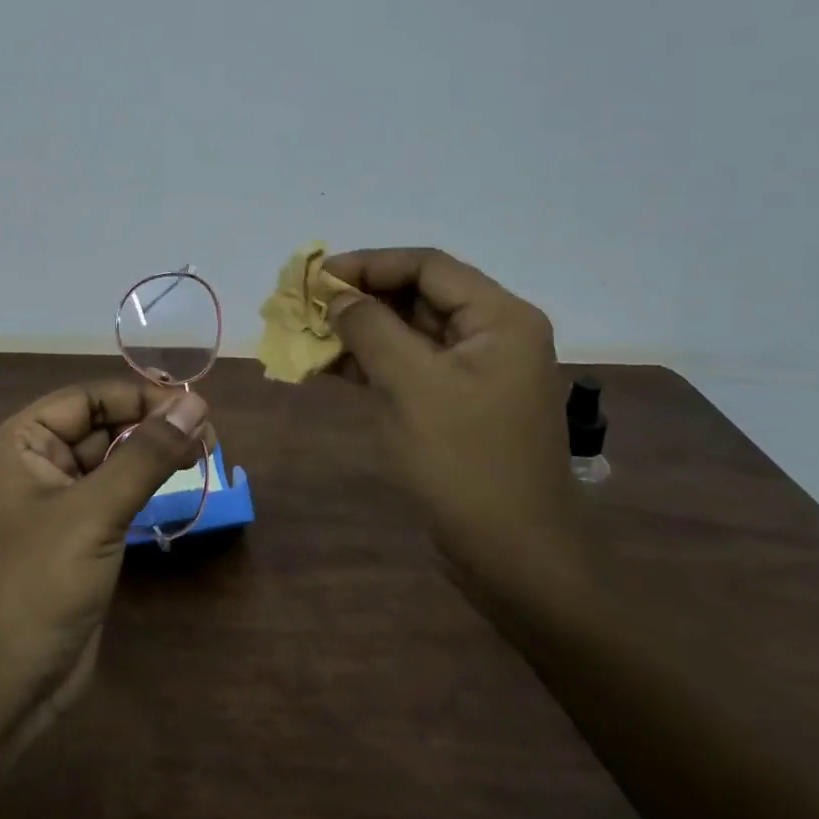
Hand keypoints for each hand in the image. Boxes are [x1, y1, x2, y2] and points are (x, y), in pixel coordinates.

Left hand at [0, 379, 209, 749]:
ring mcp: (55, 504)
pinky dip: (145, 485)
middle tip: (208, 435)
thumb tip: (196, 403)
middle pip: (100, 426)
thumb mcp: (93, 512)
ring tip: (204, 452)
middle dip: (150, 425)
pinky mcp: (76, 538)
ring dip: (152, 453)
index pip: (86, 399)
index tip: (194, 406)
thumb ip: (145, 455)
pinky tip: (178, 482)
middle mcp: (34, 464)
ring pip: (110, 460)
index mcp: (19, 443)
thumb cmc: (36, 584)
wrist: (0, 686)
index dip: (139, 396)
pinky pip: (114, 495)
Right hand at [322, 247, 576, 586]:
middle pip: (418, 296)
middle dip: (360, 298)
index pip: (427, 267)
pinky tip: (327, 365)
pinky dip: (369, 363)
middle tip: (306, 304)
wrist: (513, 554)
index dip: (369, 264)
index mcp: (499, 318)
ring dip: (359, 331)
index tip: (318, 275)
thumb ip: (370, 329)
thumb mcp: (411, 386)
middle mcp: (492, 335)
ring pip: (408, 333)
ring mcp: (474, 372)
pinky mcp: (456, 404)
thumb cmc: (465, 461)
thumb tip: (337, 295)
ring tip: (306, 333)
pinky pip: (408, 367)